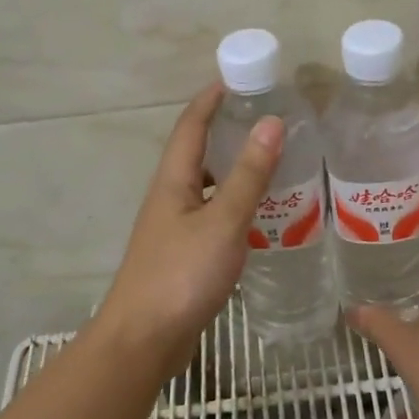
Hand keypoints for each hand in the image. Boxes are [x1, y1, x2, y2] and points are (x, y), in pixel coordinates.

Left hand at [94, 83, 283, 376]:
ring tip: (273, 166)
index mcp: (173, 181)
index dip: (210, 100)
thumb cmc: (182, 274)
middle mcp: (170, 199)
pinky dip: (236, 208)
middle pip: (198, 155)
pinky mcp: (184, 257)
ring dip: (234, 173)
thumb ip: (248, 175)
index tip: (238, 79)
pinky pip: (214, 218)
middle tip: (269, 123)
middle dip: (227, 133)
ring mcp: (175, 230)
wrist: (145, 339)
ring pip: (208, 189)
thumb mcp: (223, 221)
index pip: (190, 126)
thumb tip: (271, 123)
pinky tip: (261, 219)